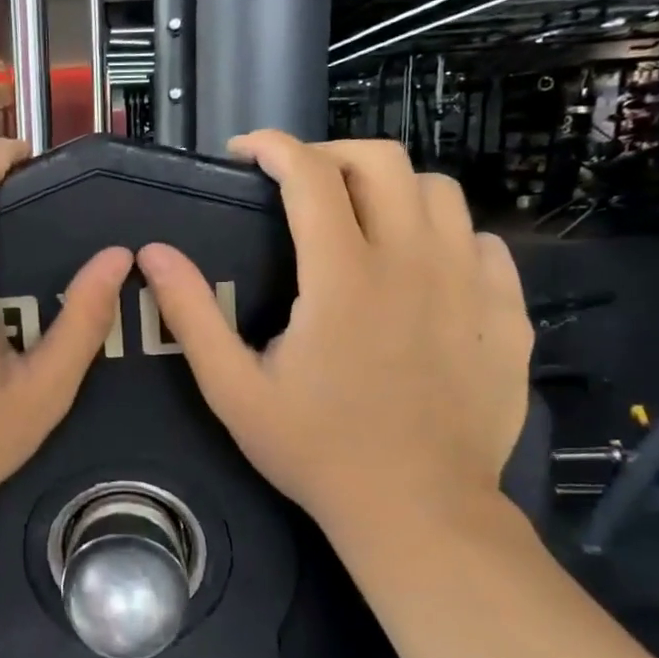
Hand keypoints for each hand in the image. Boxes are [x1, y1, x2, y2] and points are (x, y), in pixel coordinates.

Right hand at [136, 134, 531, 535]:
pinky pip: (480, 243)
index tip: (245, 151)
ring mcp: (469, 285)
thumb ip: (192, 315)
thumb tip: (152, 253)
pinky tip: (419, 271)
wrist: (417, 511)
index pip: (311, 173)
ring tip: (359, 221)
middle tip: (299, 183)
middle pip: (383, 161)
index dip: (273, 146)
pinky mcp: (506, 314)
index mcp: (343, 276)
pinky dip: (444, 236)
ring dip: (391, 189)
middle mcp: (412, 262)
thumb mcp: (233, 390)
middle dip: (332, 153)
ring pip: (440, 191)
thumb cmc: (316, 451)